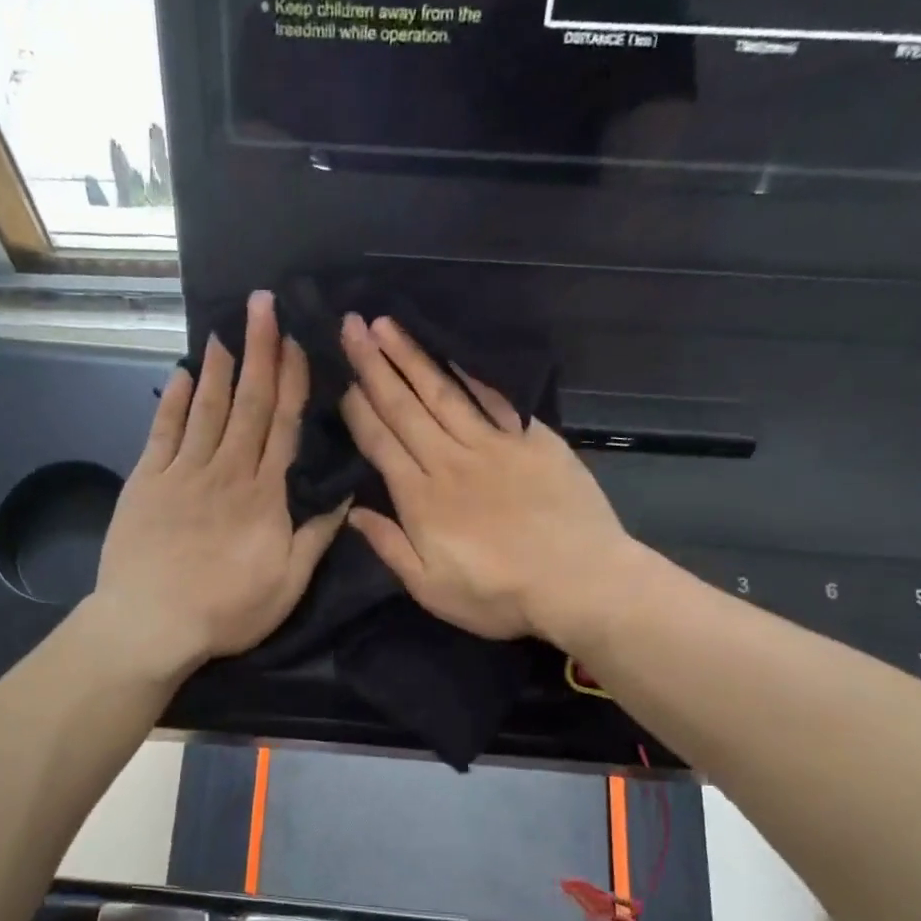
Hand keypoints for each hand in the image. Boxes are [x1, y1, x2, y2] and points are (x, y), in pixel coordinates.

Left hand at [93, 291, 345, 679]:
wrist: (150, 623)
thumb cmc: (226, 610)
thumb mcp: (288, 584)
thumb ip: (316, 537)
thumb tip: (346, 496)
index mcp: (264, 495)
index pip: (283, 425)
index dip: (291, 381)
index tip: (297, 342)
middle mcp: (226, 471)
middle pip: (248, 404)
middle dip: (259, 351)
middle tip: (262, 305)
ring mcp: (183, 472)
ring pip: (207, 409)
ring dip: (220, 368)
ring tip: (227, 330)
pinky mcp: (147, 481)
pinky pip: (163, 431)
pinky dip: (173, 400)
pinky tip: (182, 375)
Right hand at [338, 314, 633, 643]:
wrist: (580, 582)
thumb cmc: (499, 595)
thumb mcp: (431, 589)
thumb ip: (390, 547)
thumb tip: (354, 513)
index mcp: (421, 498)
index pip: (381, 442)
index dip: (358, 409)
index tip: (341, 376)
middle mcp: (451, 460)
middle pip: (406, 407)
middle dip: (374, 366)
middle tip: (351, 326)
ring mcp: (495, 445)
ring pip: (445, 393)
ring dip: (413, 357)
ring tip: (388, 325)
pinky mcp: (533, 440)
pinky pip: (498, 399)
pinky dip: (474, 373)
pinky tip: (455, 351)